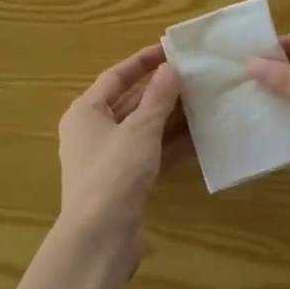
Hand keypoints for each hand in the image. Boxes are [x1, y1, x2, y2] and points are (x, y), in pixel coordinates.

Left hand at [57, 44, 187, 252]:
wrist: (99, 240)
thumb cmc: (113, 174)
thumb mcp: (140, 130)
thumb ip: (158, 97)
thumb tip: (171, 67)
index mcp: (86, 112)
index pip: (116, 76)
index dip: (143, 61)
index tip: (171, 49)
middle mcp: (93, 131)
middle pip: (131, 102)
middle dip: (162, 90)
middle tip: (194, 76)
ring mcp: (108, 159)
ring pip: (143, 129)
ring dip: (171, 118)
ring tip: (203, 103)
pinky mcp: (124, 182)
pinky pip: (150, 154)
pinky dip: (171, 146)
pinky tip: (200, 140)